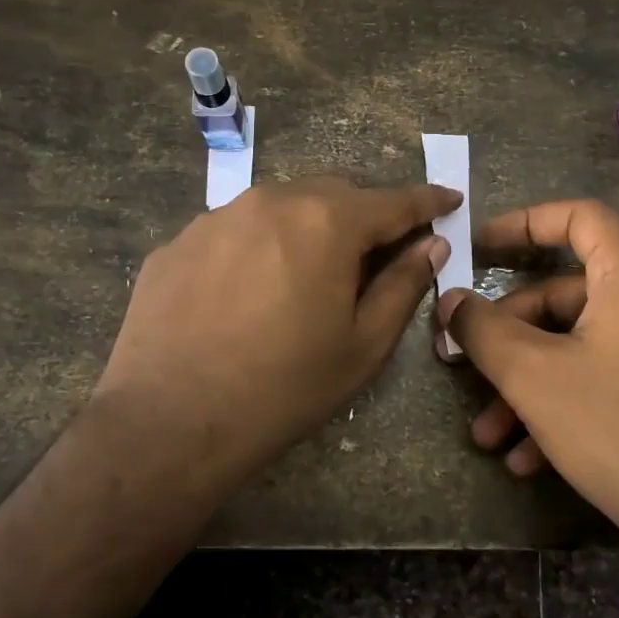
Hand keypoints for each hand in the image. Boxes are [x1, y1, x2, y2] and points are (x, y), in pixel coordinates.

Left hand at [96, 177, 459, 487]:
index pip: (394, 201)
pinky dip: (256, 247)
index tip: (449, 198)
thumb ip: (403, 285)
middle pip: (335, 194)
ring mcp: (218, 216)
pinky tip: (244, 293)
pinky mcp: (178, 241)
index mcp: (327, 222)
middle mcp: (273, 200)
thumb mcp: (362, 346)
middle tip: (373, 254)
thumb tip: (430, 246)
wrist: (169, 423)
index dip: (427, 201)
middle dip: (363, 215)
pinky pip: (233, 230)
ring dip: (306, 228)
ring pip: (281, 206)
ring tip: (302, 277)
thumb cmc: (284, 388)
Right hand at [435, 198, 618, 568]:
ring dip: (531, 380)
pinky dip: (568, 398)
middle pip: (569, 290)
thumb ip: (483, 330)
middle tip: (467, 363)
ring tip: (489, 433)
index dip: (522, 223)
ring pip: (584, 341)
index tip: (479, 247)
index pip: (577, 216)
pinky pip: (611, 370)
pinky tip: (529, 456)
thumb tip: (450, 300)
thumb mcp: (534, 377)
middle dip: (511, 332)